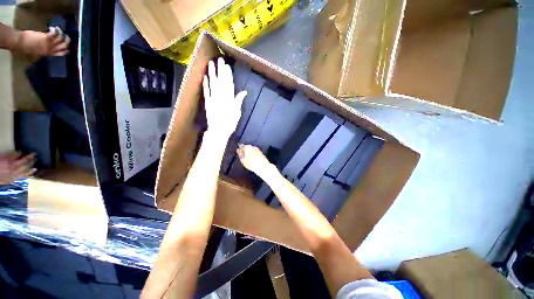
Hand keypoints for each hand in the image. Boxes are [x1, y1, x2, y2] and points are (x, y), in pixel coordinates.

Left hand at [0, 153, 36, 184]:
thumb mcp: (5, 181)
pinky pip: (13, 155)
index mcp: (12, 178)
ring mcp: (9, 164)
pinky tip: (21, 151)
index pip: (24, 174)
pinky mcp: (6, 159)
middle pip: (24, 166)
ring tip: (33, 154)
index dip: (30, 171)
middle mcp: (13, 171)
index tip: (36, 168)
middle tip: (36, 158)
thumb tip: (22, 175)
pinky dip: (18, 153)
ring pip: (21, 161)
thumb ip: (13, 178)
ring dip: (27, 157)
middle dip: (31, 162)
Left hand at [14, 27, 69, 58]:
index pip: (62, 53)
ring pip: (61, 39)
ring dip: (61, 33)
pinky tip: (52, 28)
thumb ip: (44, 52)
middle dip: (67, 40)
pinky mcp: (46, 37)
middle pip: (64, 46)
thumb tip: (49, 51)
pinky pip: (54, 33)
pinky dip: (55, 30)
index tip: (66, 46)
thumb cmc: (26, 49)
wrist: (20, 43)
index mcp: (49, 54)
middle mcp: (51, 49)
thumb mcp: (36, 53)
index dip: (66, 50)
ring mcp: (49, 43)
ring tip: (58, 29)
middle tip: (65, 36)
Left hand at [203, 57, 246, 140]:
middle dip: (220, 70)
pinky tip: (205, 76)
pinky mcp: (207, 102)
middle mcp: (221, 97)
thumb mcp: (237, 113)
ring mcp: (213, 99)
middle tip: (219, 59)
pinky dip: (205, 84)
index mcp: (229, 99)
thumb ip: (238, 101)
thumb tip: (244, 92)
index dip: (228, 75)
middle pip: (221, 81)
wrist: (218, 131)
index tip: (227, 66)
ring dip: (212, 73)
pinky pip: (206, 91)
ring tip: (211, 63)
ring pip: (212, 84)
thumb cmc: (230, 123)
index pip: (229, 84)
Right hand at [236, 144, 272, 173]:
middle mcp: (252, 147)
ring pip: (251, 149)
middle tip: (243, 155)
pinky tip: (253, 159)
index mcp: (247, 147)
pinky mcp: (261, 153)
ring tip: (248, 158)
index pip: (241, 145)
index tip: (238, 151)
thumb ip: (240, 154)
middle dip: (245, 150)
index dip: (240, 148)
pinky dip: (254, 154)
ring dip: (250, 152)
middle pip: (247, 147)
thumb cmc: (251, 164)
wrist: (263, 166)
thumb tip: (238, 150)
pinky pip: (255, 152)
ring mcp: (257, 149)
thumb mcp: (243, 160)